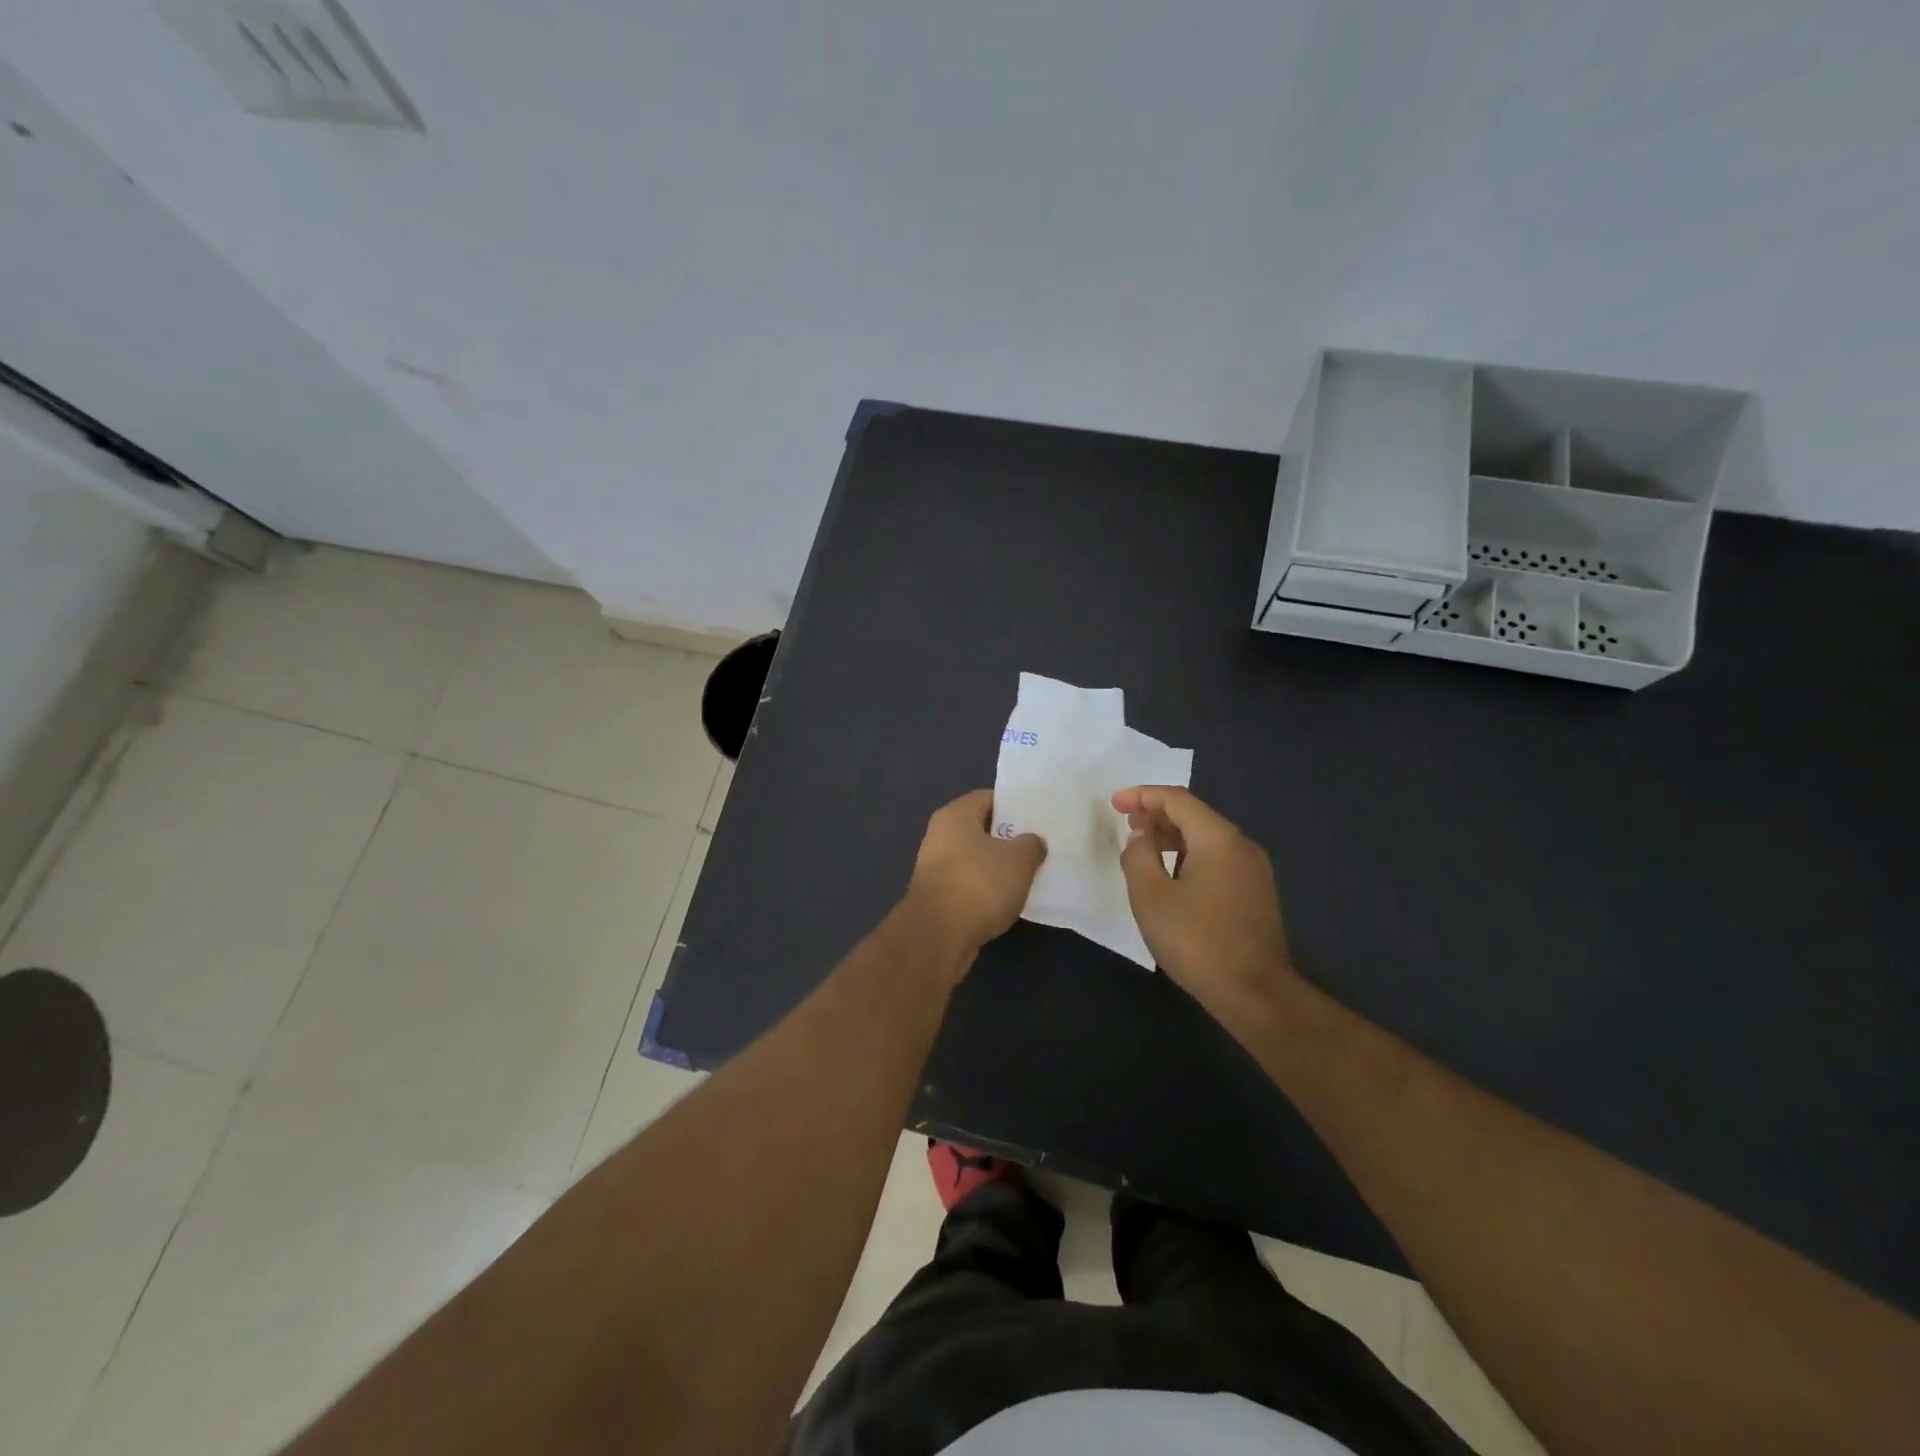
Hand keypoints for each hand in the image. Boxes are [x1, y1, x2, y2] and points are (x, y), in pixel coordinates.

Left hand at [902, 790, 1045, 959]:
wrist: (938, 936)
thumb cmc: (978, 884)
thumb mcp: (1019, 860)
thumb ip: (1031, 844)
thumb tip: (1032, 842)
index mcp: (956, 815)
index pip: (989, 798)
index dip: (1015, 805)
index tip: (1038, 818)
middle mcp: (940, 835)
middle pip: (982, 829)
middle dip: (1009, 838)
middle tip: (1039, 846)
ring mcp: (936, 867)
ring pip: (976, 858)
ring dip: (999, 867)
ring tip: (1029, 874)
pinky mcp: (938, 896)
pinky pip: (969, 884)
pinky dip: (987, 889)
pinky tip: (1008, 899)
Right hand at [1112, 785, 1294, 1022]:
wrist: (1255, 993)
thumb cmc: (1197, 941)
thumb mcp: (1151, 897)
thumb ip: (1138, 857)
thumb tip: (1141, 838)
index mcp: (1218, 839)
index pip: (1177, 799)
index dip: (1142, 796)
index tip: (1114, 804)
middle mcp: (1241, 846)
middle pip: (1195, 815)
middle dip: (1157, 814)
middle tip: (1127, 825)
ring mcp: (1254, 870)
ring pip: (1208, 838)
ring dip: (1173, 836)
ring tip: (1144, 848)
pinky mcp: (1256, 893)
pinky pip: (1218, 859)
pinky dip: (1190, 855)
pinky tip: (1171, 875)